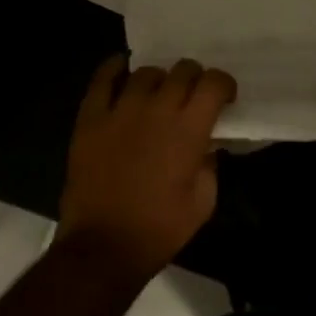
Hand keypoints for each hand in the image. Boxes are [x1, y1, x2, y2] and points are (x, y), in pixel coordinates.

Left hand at [57, 56, 235, 281]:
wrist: (103, 247)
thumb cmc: (159, 229)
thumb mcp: (203, 202)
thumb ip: (210, 164)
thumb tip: (207, 144)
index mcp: (189, 128)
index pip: (213, 82)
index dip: (223, 85)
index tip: (223, 97)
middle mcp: (158, 109)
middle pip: (182, 70)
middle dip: (194, 79)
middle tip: (191, 97)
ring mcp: (121, 109)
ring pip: (146, 72)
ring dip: (158, 80)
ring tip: (156, 95)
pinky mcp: (91, 117)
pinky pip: (103, 79)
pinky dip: (114, 68)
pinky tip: (121, 68)